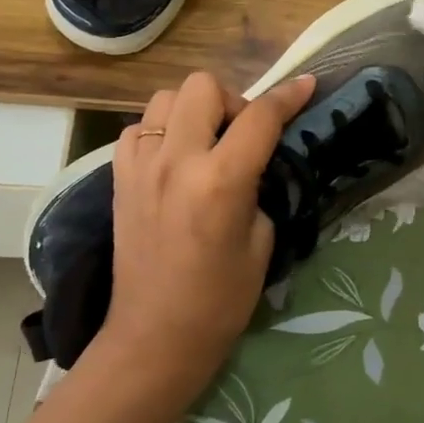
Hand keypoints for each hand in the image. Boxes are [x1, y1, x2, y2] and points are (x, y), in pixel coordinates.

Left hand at [96, 70, 317, 395]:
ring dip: (192, 111)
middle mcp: (176, 161)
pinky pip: (139, 128)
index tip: (305, 85)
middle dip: (232, 102)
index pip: (260, 117)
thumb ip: (257, 187)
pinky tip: (172, 160)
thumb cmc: (220, 300)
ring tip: (204, 144)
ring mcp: (140, 166)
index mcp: (220, 181)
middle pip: (204, 87)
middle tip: (241, 137)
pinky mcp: (118, 177)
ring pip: (165, 98)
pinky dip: (160, 133)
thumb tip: (253, 160)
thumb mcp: (262, 241)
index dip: (288, 96)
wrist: (155, 336)